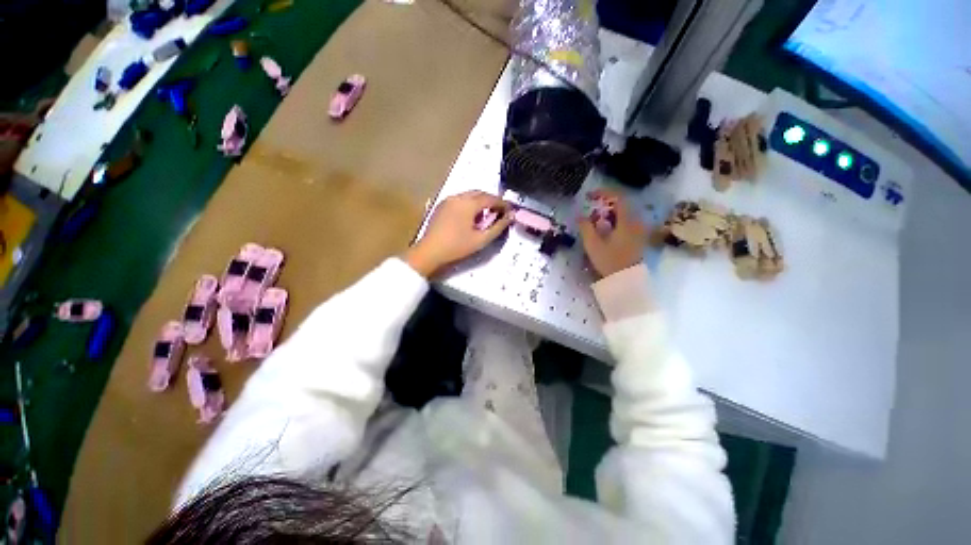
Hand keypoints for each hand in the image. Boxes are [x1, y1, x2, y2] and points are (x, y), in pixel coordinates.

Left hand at [405, 191, 512, 277]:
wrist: (429, 251)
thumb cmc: (457, 247)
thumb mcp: (481, 239)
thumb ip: (498, 227)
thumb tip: (510, 216)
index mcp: (468, 203)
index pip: (490, 198)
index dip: (502, 203)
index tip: (510, 210)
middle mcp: (458, 197)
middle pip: (479, 193)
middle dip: (491, 201)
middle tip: (499, 212)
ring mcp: (448, 200)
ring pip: (469, 195)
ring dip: (480, 202)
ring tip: (486, 215)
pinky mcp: (441, 205)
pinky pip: (460, 200)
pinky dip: (469, 204)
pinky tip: (471, 217)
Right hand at [578, 190, 645, 277]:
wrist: (626, 281)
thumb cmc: (609, 262)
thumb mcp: (593, 245)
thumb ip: (585, 227)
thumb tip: (580, 215)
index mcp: (627, 221)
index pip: (618, 198)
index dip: (603, 193)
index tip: (589, 196)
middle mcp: (637, 222)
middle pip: (621, 205)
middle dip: (604, 205)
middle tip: (590, 211)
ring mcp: (639, 230)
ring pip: (623, 214)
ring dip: (608, 214)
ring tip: (594, 223)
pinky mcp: (638, 237)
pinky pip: (626, 222)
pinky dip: (614, 221)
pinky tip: (605, 231)